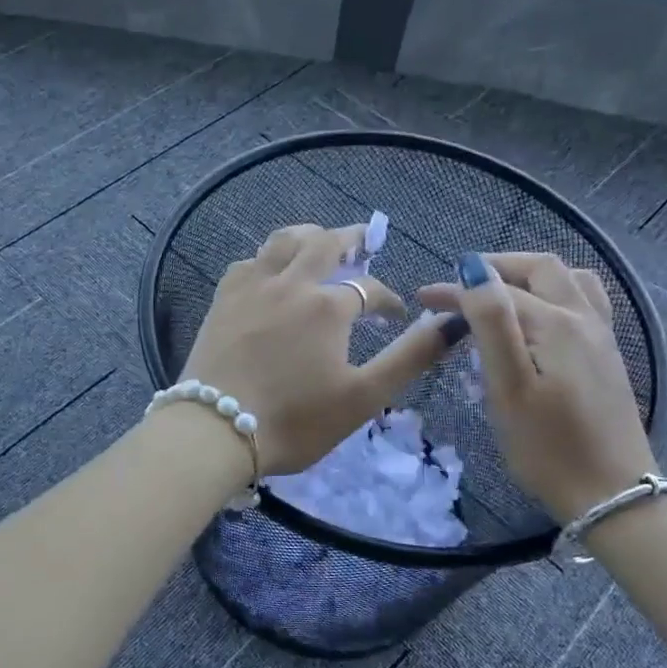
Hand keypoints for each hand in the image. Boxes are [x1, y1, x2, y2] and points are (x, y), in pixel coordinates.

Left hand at [180, 224, 454, 476]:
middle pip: (324, 243)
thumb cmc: (295, 420)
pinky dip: (266, 258)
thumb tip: (451, 324)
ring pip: (281, 241)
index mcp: (328, 306)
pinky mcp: (221, 300)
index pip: (369, 288)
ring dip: (307, 236)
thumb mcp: (364, 396)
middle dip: (351, 238)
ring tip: (318, 242)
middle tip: (365, 238)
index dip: (387, 299)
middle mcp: (290, 283)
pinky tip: (268, 271)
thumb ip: (409, 357)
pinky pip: (247, 262)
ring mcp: (251, 288)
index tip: (395, 315)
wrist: (215, 431)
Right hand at [419, 252, 656, 521]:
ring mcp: (602, 338)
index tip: (423, 298)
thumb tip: (474, 270)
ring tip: (501, 294)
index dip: (457, 289)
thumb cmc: (548, 447)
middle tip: (461, 284)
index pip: (498, 288)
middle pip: (542, 269)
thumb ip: (491, 323)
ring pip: (570, 282)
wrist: (612, 496)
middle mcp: (584, 320)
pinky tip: (539, 320)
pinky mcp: (607, 359)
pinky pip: (583, 304)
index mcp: (555, 323)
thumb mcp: (508, 387)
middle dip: (497, 267)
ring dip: (531, 277)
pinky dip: (554, 294)